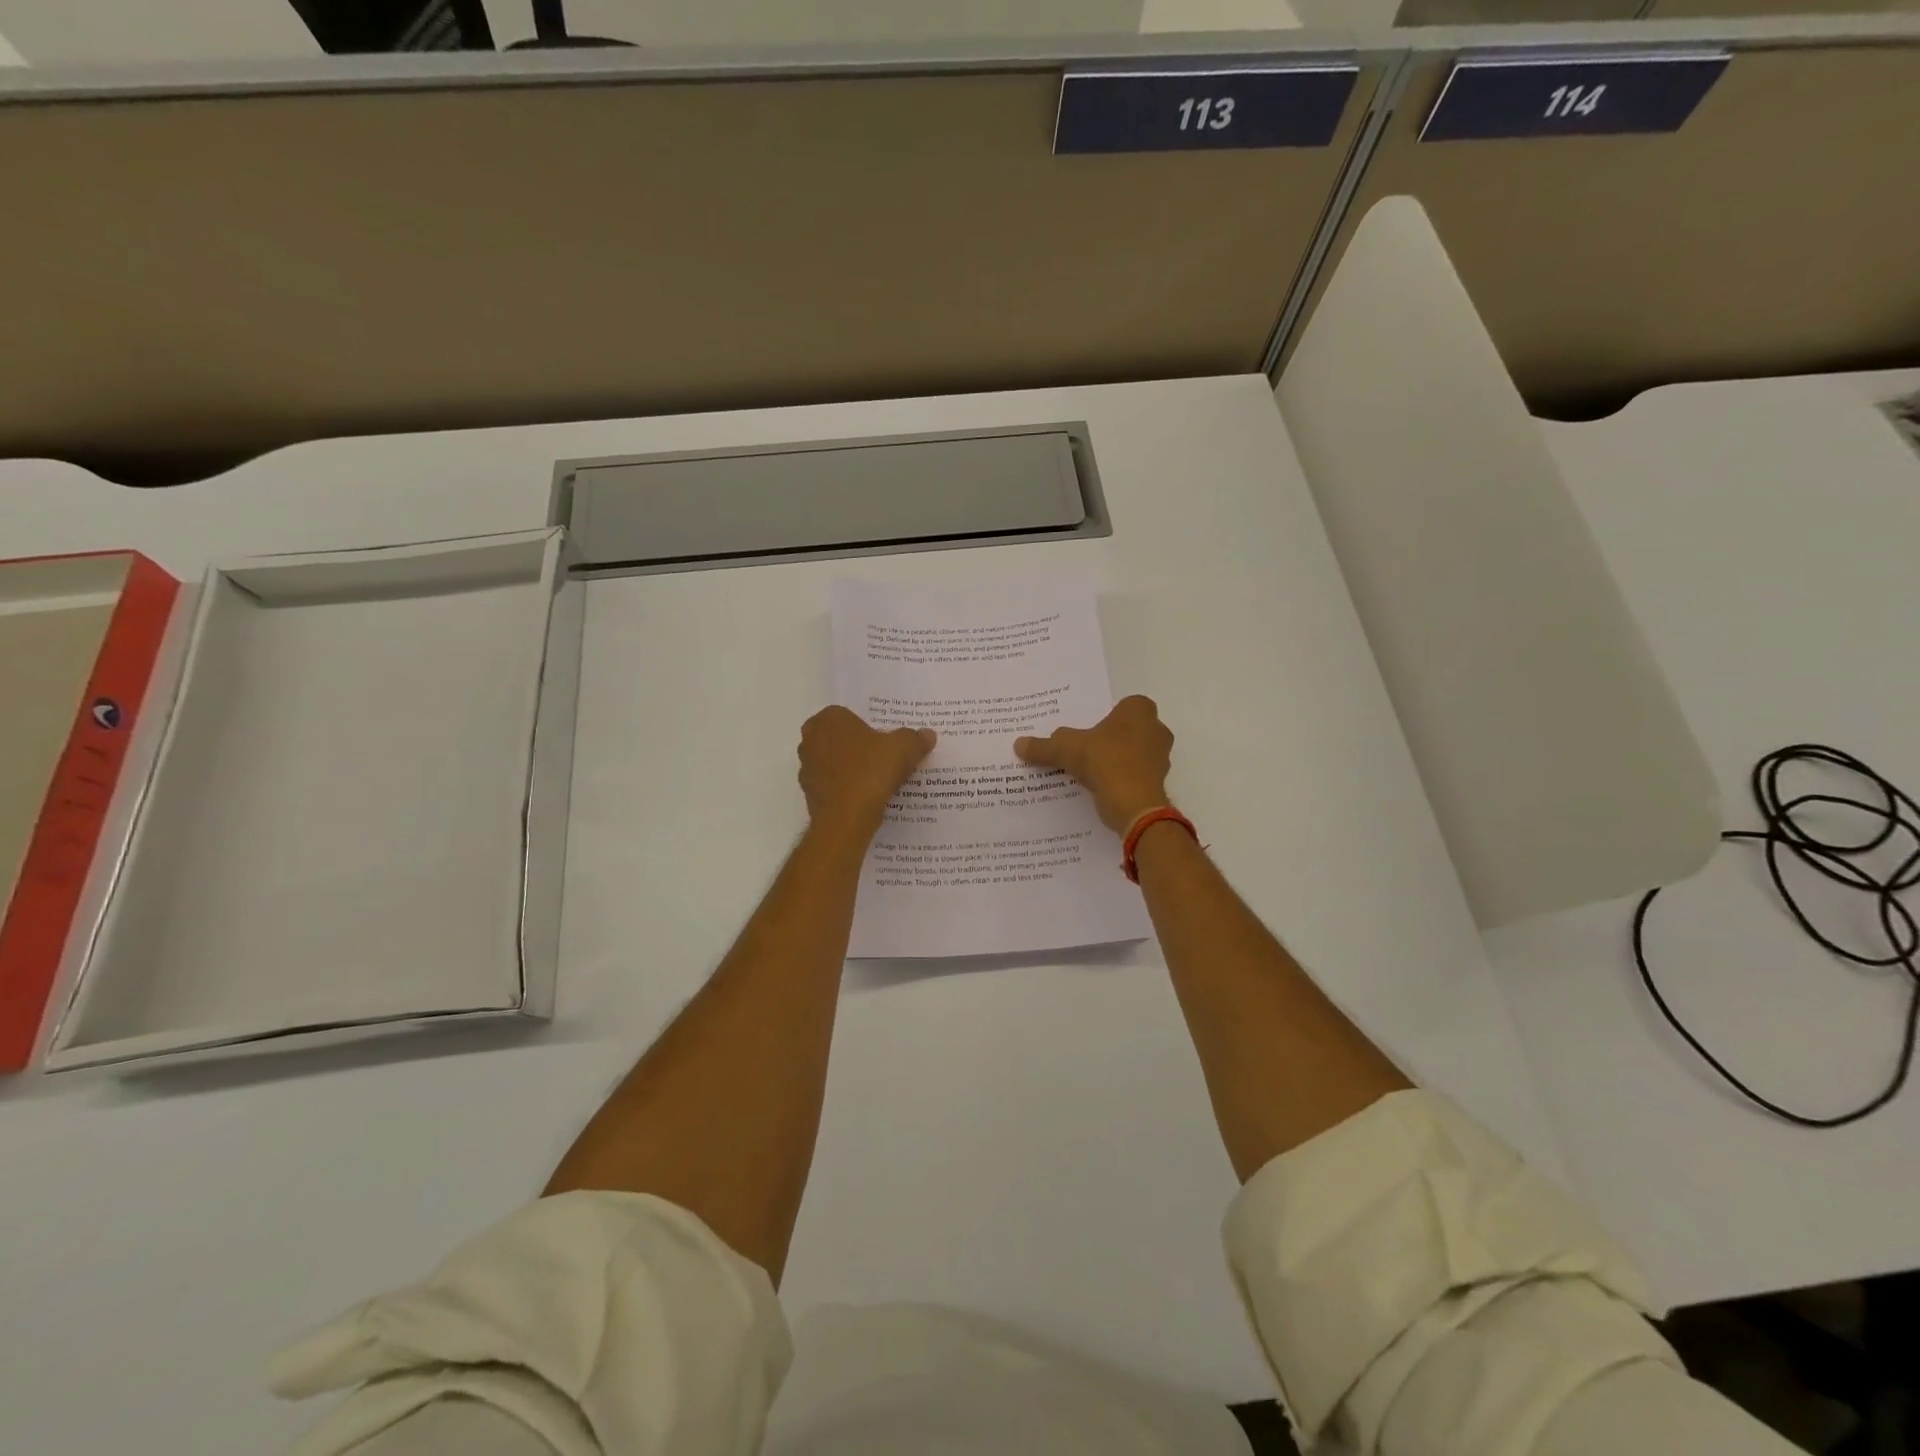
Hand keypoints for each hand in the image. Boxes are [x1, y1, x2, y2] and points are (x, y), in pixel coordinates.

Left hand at [798, 706, 934, 838]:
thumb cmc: (871, 771)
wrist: (846, 819)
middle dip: (859, 747)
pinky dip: (845, 789)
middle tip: (884, 757)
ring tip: (878, 780)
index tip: (887, 741)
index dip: (869, 728)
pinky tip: (866, 798)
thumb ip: (915, 738)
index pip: (850, 716)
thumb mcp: (904, 749)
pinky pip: (832, 785)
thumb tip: (927, 734)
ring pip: (835, 763)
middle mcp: (811, 739)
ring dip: (851, 768)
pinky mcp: (808, 794)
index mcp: (829, 719)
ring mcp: (806, 768)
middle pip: (841, 739)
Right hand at [1015, 695, 1173, 832]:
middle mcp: (1156, 730)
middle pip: (1130, 729)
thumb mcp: (1066, 749)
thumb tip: (1019, 744)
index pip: (1125, 705)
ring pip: (1135, 753)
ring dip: (1118, 760)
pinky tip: (1100, 788)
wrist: (1134, 805)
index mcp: (1139, 711)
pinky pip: (1136, 775)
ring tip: (1090, 770)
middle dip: (1112, 738)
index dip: (1109, 715)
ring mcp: (1161, 758)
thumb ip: (1044, 746)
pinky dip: (1121, 780)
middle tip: (1086, 747)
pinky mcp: (1158, 783)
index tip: (1089, 727)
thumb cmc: (1105, 761)